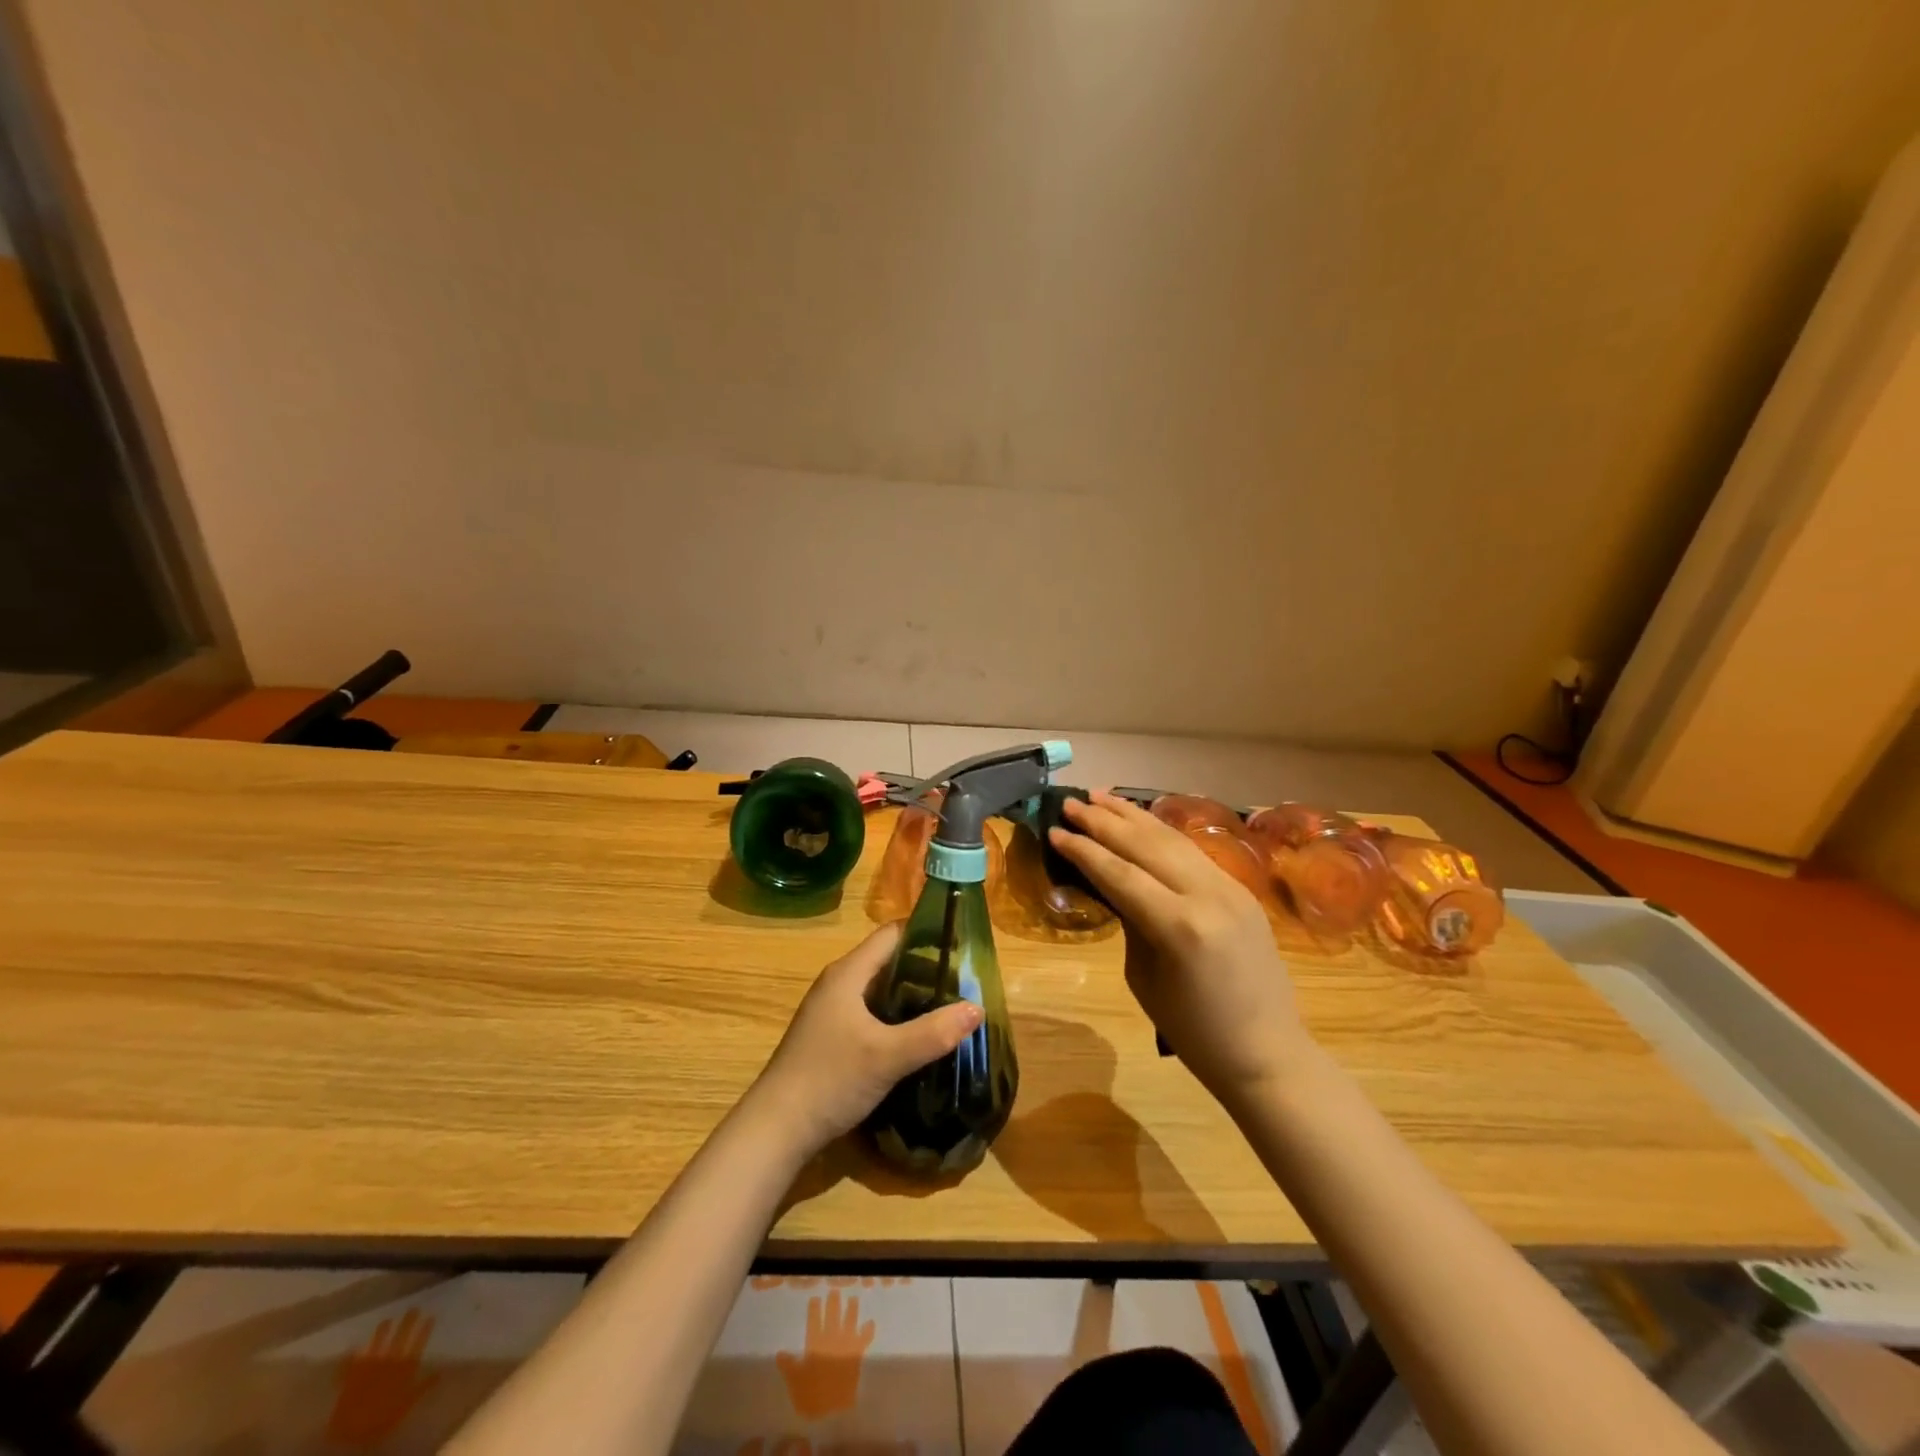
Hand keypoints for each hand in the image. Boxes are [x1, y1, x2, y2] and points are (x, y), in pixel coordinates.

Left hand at [749, 923, 981, 1157]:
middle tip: (964, 982)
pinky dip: (896, 1015)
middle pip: (888, 959)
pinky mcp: (831, 1036)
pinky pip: (871, 1011)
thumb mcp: (888, 1056)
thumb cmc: (830, 1080)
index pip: (892, 934)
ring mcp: (832, 1010)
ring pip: (880, 988)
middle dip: (925, 967)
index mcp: (848, 973)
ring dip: (912, 994)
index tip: (962, 946)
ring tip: (949, 1006)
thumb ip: (934, 1032)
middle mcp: (838, 983)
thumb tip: (978, 1008)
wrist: (776, 1130)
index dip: (927, 933)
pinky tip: (917, 1036)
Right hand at [1049, 792, 1310, 1103]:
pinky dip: (1161, 833)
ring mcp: (1230, 887)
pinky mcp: (1241, 889)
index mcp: (1180, 927)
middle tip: (1071, 804)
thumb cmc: (1194, 1031)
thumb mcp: (1144, 976)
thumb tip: (1111, 882)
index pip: (1121, 874)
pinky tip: (1140, 821)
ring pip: (1172, 839)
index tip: (1055, 830)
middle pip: (1146, 845)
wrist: (1267, 1052)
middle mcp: (1208, 895)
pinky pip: (1192, 852)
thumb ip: (1129, 920)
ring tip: (1100, 797)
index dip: (1084, 850)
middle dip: (1104, 821)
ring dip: (1133, 816)